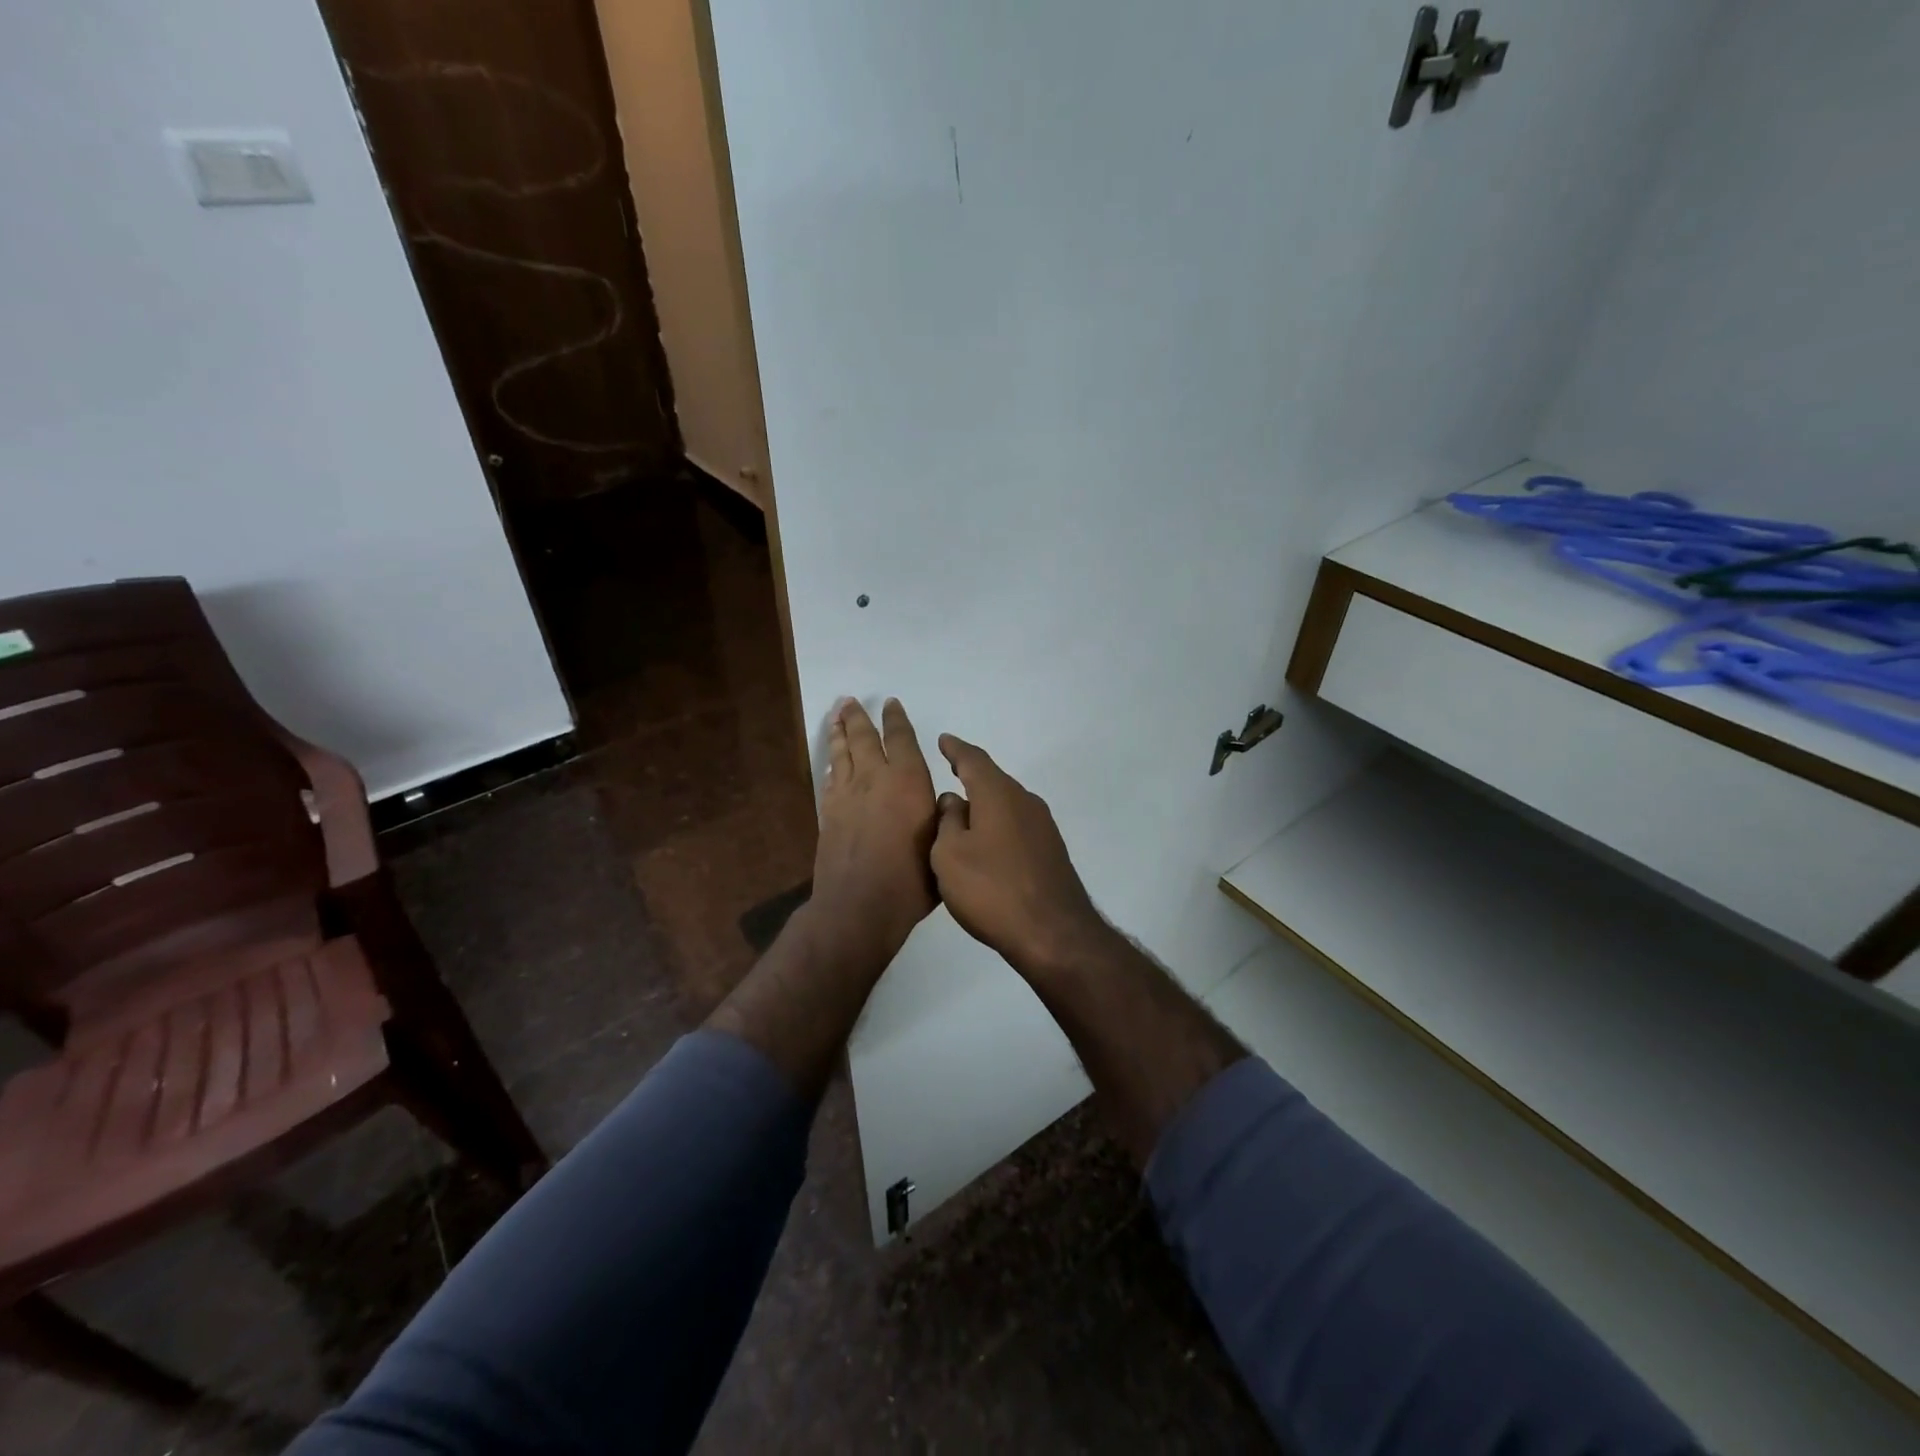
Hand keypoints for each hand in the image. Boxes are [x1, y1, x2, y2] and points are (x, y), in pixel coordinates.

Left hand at [805, 698, 938, 971]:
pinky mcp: (828, 813)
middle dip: (858, 717)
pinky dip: (832, 764)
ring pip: (841, 753)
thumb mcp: (941, 843)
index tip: (891, 703)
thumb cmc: (911, 879)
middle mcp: (875, 778)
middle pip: (863, 737)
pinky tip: (832, 762)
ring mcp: (847, 794)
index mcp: (908, 780)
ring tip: (836, 715)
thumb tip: (938, 801)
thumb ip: (940, 816)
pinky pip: (830, 778)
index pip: (901, 738)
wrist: (859, 906)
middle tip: (850, 701)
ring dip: (838, 732)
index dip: (896, 718)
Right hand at [930, 735, 1112, 977]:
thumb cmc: (991, 889)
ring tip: (963, 813)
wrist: (1053, 933)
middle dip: (971, 776)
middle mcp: (1025, 801)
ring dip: (985, 805)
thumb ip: (948, 822)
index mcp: (998, 794)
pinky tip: (988, 844)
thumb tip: (953, 801)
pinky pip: (1017, 826)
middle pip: (994, 781)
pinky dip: (998, 826)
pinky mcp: (1051, 852)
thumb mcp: (950, 855)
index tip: (943, 740)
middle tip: (950, 773)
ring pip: (1007, 805)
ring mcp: (1043, 827)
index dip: (955, 749)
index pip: (974, 760)